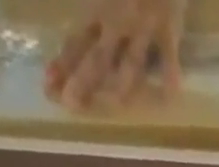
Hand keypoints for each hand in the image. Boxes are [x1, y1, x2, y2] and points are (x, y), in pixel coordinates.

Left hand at [44, 0, 184, 110]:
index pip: (76, 40)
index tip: (47, 88)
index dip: (61, 64)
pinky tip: (169, 96)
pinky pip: (170, 54)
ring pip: (131, 61)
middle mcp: (117, 20)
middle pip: (97, 58)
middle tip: (70, 105)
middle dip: (82, 81)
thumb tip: (78, 30)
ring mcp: (144, 25)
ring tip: (114, 105)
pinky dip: (171, 74)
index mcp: (97, 4)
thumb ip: (89, 3)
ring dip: (122, 84)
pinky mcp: (169, 25)